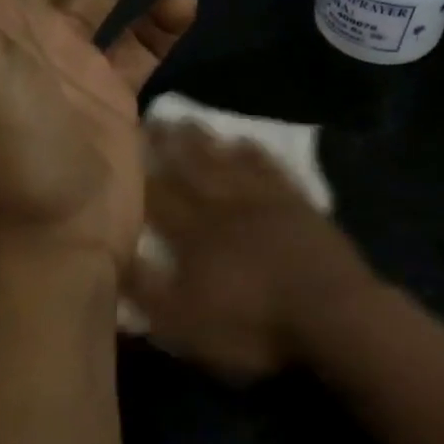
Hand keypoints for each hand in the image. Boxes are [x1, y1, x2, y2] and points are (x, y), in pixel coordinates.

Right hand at [128, 125, 378, 380]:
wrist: (329, 312)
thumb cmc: (253, 325)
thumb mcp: (186, 324)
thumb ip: (147, 290)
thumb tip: (114, 255)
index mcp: (194, 235)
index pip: (158, 196)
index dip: (138, 173)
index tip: (122, 146)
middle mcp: (224, 207)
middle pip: (191, 168)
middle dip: (169, 144)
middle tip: (152, 117)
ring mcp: (264, 200)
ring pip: (227, 161)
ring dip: (206, 141)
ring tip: (189, 120)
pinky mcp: (298, 203)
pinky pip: (271, 168)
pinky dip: (255, 153)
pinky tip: (245, 141)